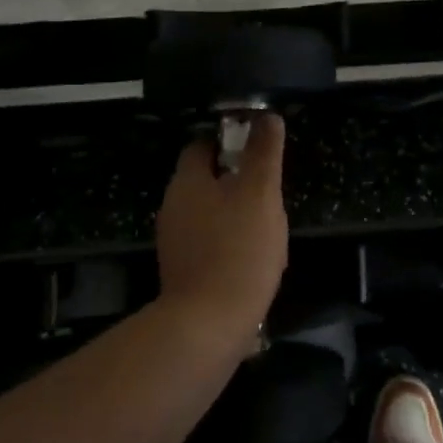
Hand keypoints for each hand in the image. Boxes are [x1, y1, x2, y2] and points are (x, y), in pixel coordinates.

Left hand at [154, 114, 288, 340]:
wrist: (208, 326)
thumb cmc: (238, 249)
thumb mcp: (260, 192)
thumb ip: (264, 152)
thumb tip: (266, 116)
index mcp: (187, 182)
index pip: (201, 145)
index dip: (229, 141)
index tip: (258, 149)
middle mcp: (173, 207)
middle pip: (205, 180)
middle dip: (236, 180)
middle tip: (269, 190)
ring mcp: (174, 242)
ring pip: (208, 213)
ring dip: (234, 213)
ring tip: (267, 226)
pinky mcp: (182, 272)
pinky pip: (208, 244)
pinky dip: (229, 243)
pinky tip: (253, 259)